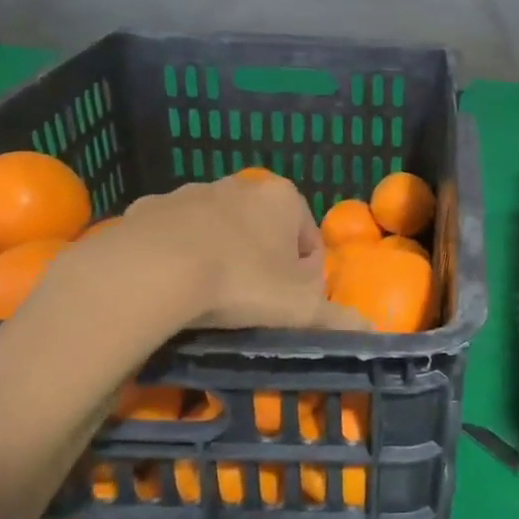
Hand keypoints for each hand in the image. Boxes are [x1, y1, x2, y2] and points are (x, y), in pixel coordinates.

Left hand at [45, 175, 367, 333]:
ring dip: (220, 260)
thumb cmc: (241, 282)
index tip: (290, 308)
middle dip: (263, 265)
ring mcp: (188, 193)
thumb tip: (372, 333)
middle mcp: (238, 185)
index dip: (306, 278)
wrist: (150, 271)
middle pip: (263, 232)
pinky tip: (172, 289)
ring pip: (217, 232)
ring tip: (209, 303)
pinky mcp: (146, 210)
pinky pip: (172, 238)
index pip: (309, 240)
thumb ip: (339, 319)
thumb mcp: (300, 309)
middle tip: (252, 307)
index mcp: (282, 197)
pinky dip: (177, 259)